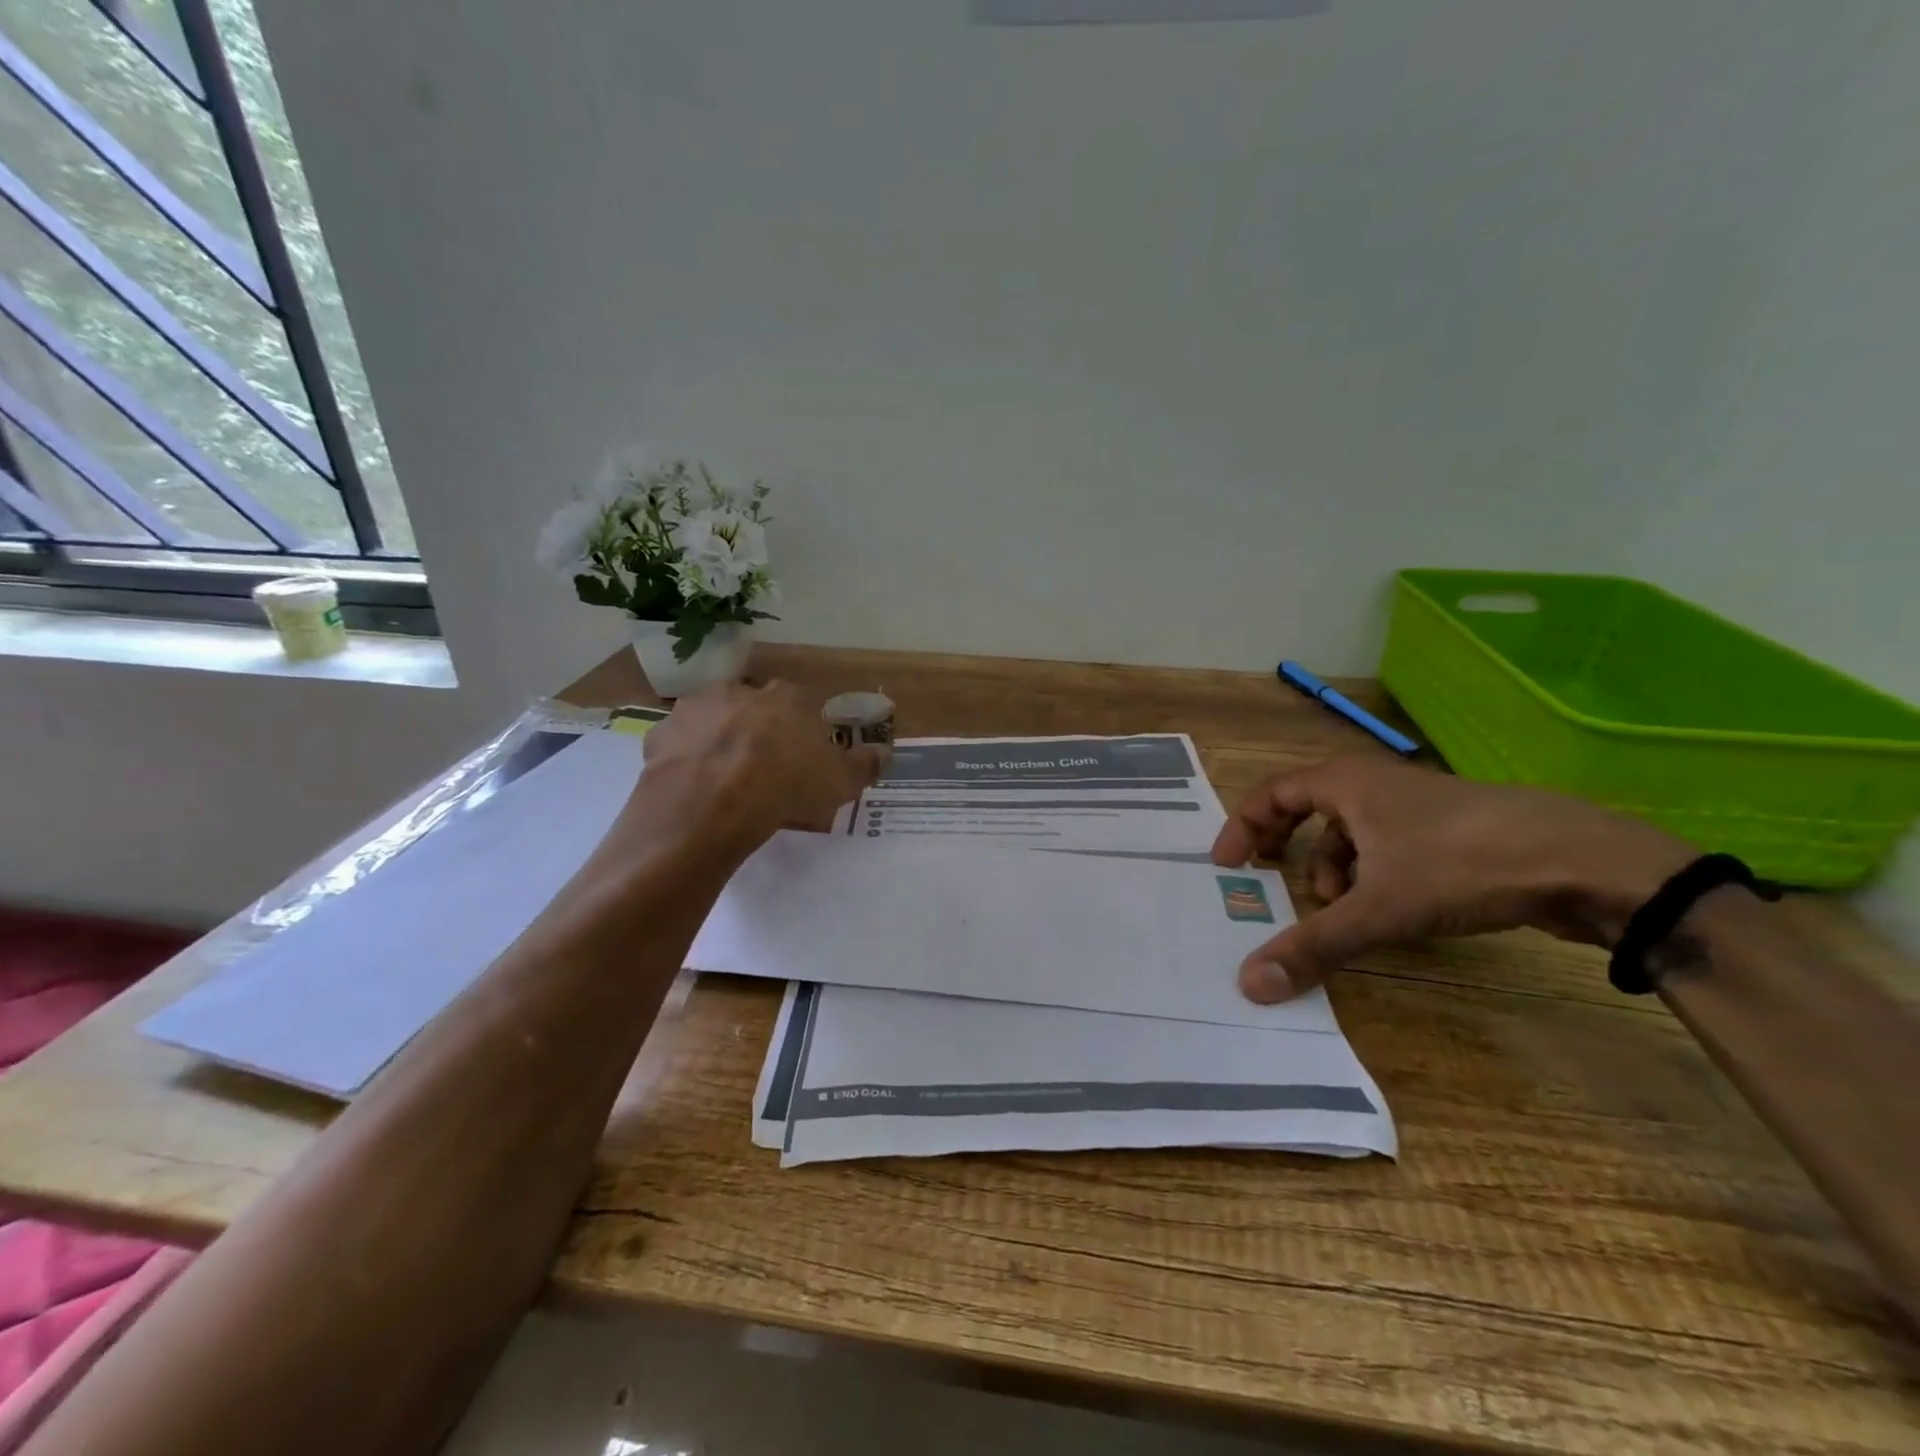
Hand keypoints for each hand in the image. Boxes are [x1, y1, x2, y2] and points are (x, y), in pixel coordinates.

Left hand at [637, 681, 884, 855]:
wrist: (712, 805)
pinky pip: (680, 744)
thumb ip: (865, 764)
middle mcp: (740, 691)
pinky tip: (695, 785)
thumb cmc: (786, 785)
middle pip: (756, 707)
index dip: (805, 730)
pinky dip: (687, 759)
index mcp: (787, 697)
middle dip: (760, 729)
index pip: (803, 704)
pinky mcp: (661, 734)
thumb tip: (885, 751)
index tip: (806, 757)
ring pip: (714, 720)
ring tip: (727, 778)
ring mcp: (696, 709)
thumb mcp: (841, 782)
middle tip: (766, 768)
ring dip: (720, 739)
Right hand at [1211, 757, 1696, 1003]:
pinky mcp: (1452, 829)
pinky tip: (1387, 910)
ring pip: (1352, 830)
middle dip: (1286, 846)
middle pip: (1307, 807)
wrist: (1587, 861)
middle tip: (1270, 879)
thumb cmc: (1463, 865)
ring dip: (1332, 867)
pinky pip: (1388, 845)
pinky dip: (1371, 874)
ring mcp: (1417, 805)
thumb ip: (1312, 945)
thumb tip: (1249, 985)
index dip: (1243, 826)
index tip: (1228, 865)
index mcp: (1347, 783)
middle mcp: (1375, 784)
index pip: (1272, 792)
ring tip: (1338, 908)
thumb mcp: (1379, 909)